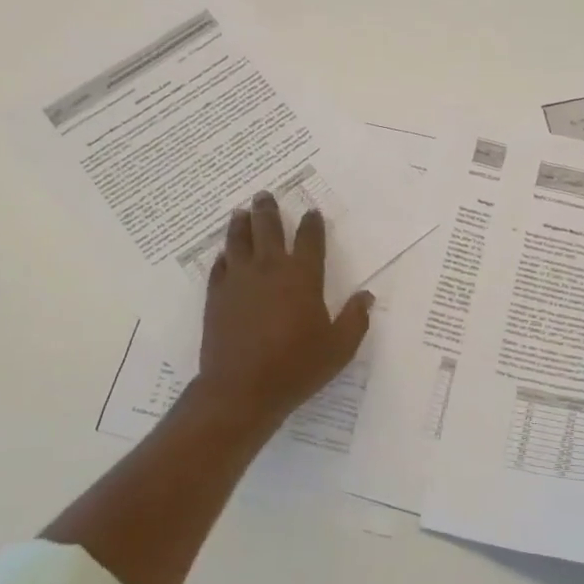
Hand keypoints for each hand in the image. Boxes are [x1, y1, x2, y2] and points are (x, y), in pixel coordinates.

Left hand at [195, 192, 373, 425]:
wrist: (241, 389)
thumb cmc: (296, 367)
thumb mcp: (339, 347)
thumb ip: (355, 319)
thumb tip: (366, 296)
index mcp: (302, 276)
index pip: (309, 239)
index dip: (312, 223)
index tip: (311, 211)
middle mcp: (269, 269)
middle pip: (268, 228)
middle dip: (269, 209)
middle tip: (265, 195)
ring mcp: (239, 280)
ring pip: (238, 241)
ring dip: (241, 223)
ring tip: (241, 212)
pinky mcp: (216, 296)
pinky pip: (219, 267)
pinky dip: (223, 257)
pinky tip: (224, 255)